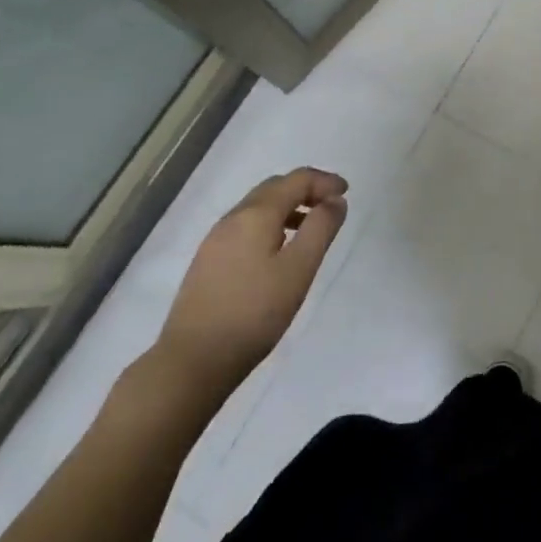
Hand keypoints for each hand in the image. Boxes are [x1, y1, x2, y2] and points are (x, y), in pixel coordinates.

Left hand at [144, 167, 347, 409]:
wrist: (193, 360)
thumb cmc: (255, 312)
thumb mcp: (299, 269)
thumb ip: (321, 228)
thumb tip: (335, 200)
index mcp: (256, 214)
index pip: (296, 180)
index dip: (325, 181)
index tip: (347, 193)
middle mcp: (233, 218)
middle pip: (274, 188)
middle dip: (306, 189)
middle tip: (332, 206)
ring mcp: (215, 240)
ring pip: (258, 207)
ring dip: (288, 207)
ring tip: (310, 228)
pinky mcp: (208, 261)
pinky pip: (246, 227)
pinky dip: (270, 224)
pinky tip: (278, 251)